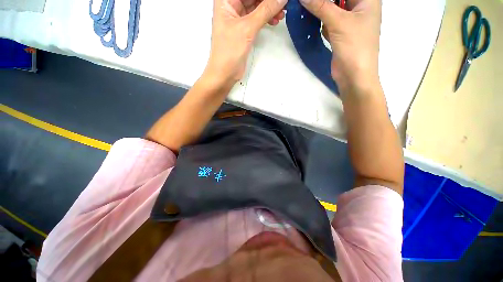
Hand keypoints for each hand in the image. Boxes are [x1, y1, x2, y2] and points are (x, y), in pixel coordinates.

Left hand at [204, 0, 286, 85]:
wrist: (225, 73)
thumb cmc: (228, 52)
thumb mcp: (247, 28)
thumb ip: (265, 11)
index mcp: (226, 0)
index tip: (278, 0)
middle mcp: (231, 6)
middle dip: (269, 1)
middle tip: (283, 5)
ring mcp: (238, 18)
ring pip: (257, 6)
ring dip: (270, 9)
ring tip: (282, 14)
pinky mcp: (244, 29)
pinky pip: (258, 18)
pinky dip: (267, 18)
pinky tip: (275, 21)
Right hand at [300, 0, 381, 90]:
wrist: (354, 76)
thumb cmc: (354, 46)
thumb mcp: (339, 22)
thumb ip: (321, 6)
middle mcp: (359, 7)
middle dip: (323, 1)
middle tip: (307, 2)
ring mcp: (350, 21)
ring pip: (332, 8)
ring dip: (319, 8)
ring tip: (306, 8)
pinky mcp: (340, 33)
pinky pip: (329, 21)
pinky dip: (320, 20)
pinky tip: (311, 20)